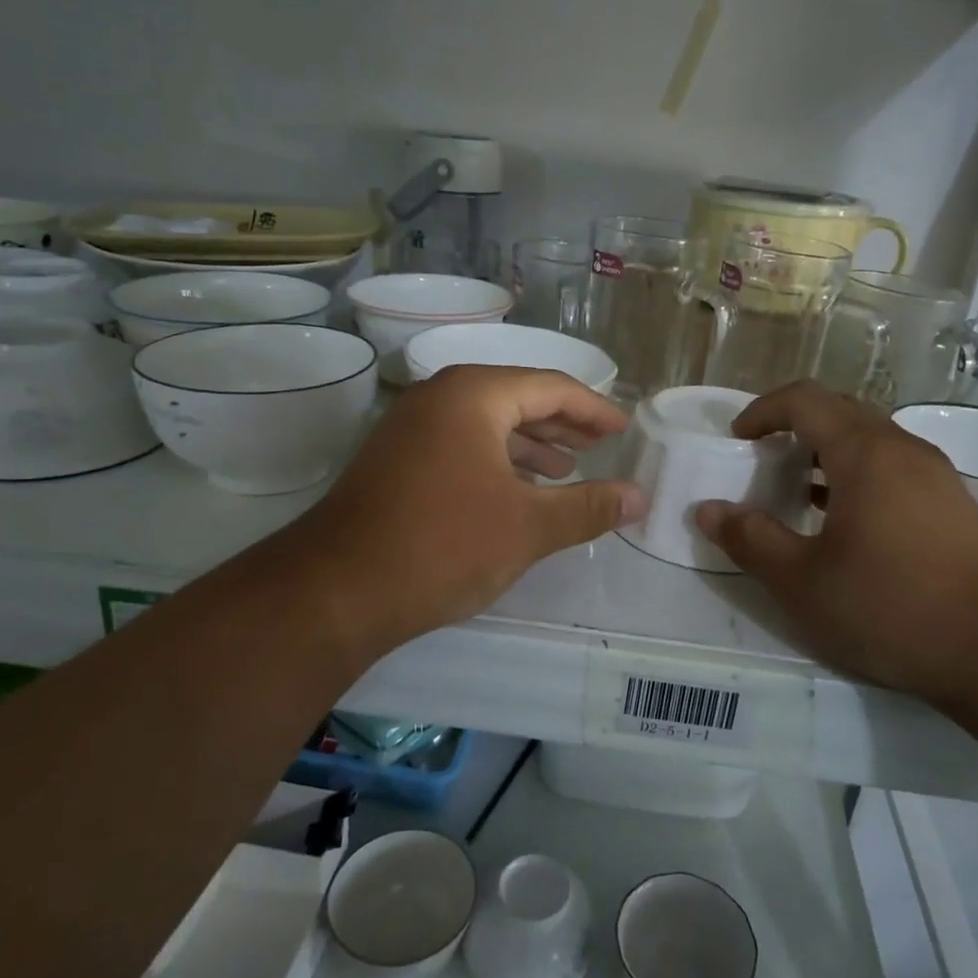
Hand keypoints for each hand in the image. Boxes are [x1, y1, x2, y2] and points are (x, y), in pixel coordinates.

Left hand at [278, 365, 644, 662]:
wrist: (338, 590)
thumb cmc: (443, 545)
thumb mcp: (528, 527)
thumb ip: (588, 507)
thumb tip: (639, 497)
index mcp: (474, 395)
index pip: (551, 387)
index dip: (594, 410)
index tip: (624, 430)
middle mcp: (440, 398)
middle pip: (517, 398)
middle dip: (563, 424)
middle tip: (601, 446)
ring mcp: (411, 428)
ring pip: (486, 424)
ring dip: (530, 444)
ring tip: (566, 470)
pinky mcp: (396, 460)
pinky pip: (461, 445)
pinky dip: (496, 461)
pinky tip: (515, 490)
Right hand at [694, 382, 977, 708]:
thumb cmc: (891, 607)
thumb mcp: (801, 581)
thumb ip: (749, 539)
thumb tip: (707, 510)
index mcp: (865, 452)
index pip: (805, 399)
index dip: (762, 411)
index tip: (736, 441)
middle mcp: (904, 449)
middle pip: (840, 410)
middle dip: (794, 427)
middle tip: (763, 464)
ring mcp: (936, 476)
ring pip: (871, 440)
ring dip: (827, 453)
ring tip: (798, 494)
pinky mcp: (954, 506)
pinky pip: (894, 467)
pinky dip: (857, 476)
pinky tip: (845, 524)